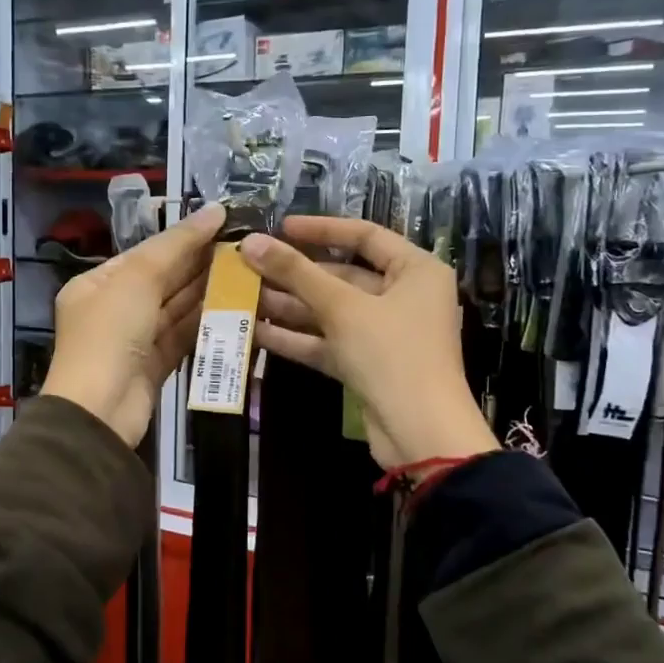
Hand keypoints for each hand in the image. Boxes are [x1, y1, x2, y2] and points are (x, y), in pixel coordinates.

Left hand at [42, 202, 225, 446]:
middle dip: (200, 265)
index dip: (184, 238)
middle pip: (163, 280)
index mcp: (98, 284)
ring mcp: (134, 340)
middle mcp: (114, 308)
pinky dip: (205, 323)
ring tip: (247, 273)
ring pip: (176, 309)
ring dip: (208, 292)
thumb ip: (177, 244)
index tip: (225, 224)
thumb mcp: (138, 278)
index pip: (147, 253)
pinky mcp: (154, 366)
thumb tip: (214, 210)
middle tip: (244, 249)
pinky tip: (235, 308)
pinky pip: (182, 336)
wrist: (100, 409)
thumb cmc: (111, 333)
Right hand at [242, 215, 496, 468]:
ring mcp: (386, 334)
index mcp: (416, 271)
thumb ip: (296, 273)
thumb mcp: (342, 307)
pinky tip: (257, 331)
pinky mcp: (369, 365)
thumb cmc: (391, 354)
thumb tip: (250, 242)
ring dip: (291, 306)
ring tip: (244, 297)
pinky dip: (299, 337)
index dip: (321, 229)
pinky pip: (330, 342)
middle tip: (251, 267)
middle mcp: (405, 297)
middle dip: (296, 275)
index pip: (366, 236)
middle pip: (344, 275)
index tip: (281, 228)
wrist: (420, 433)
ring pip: (332, 311)